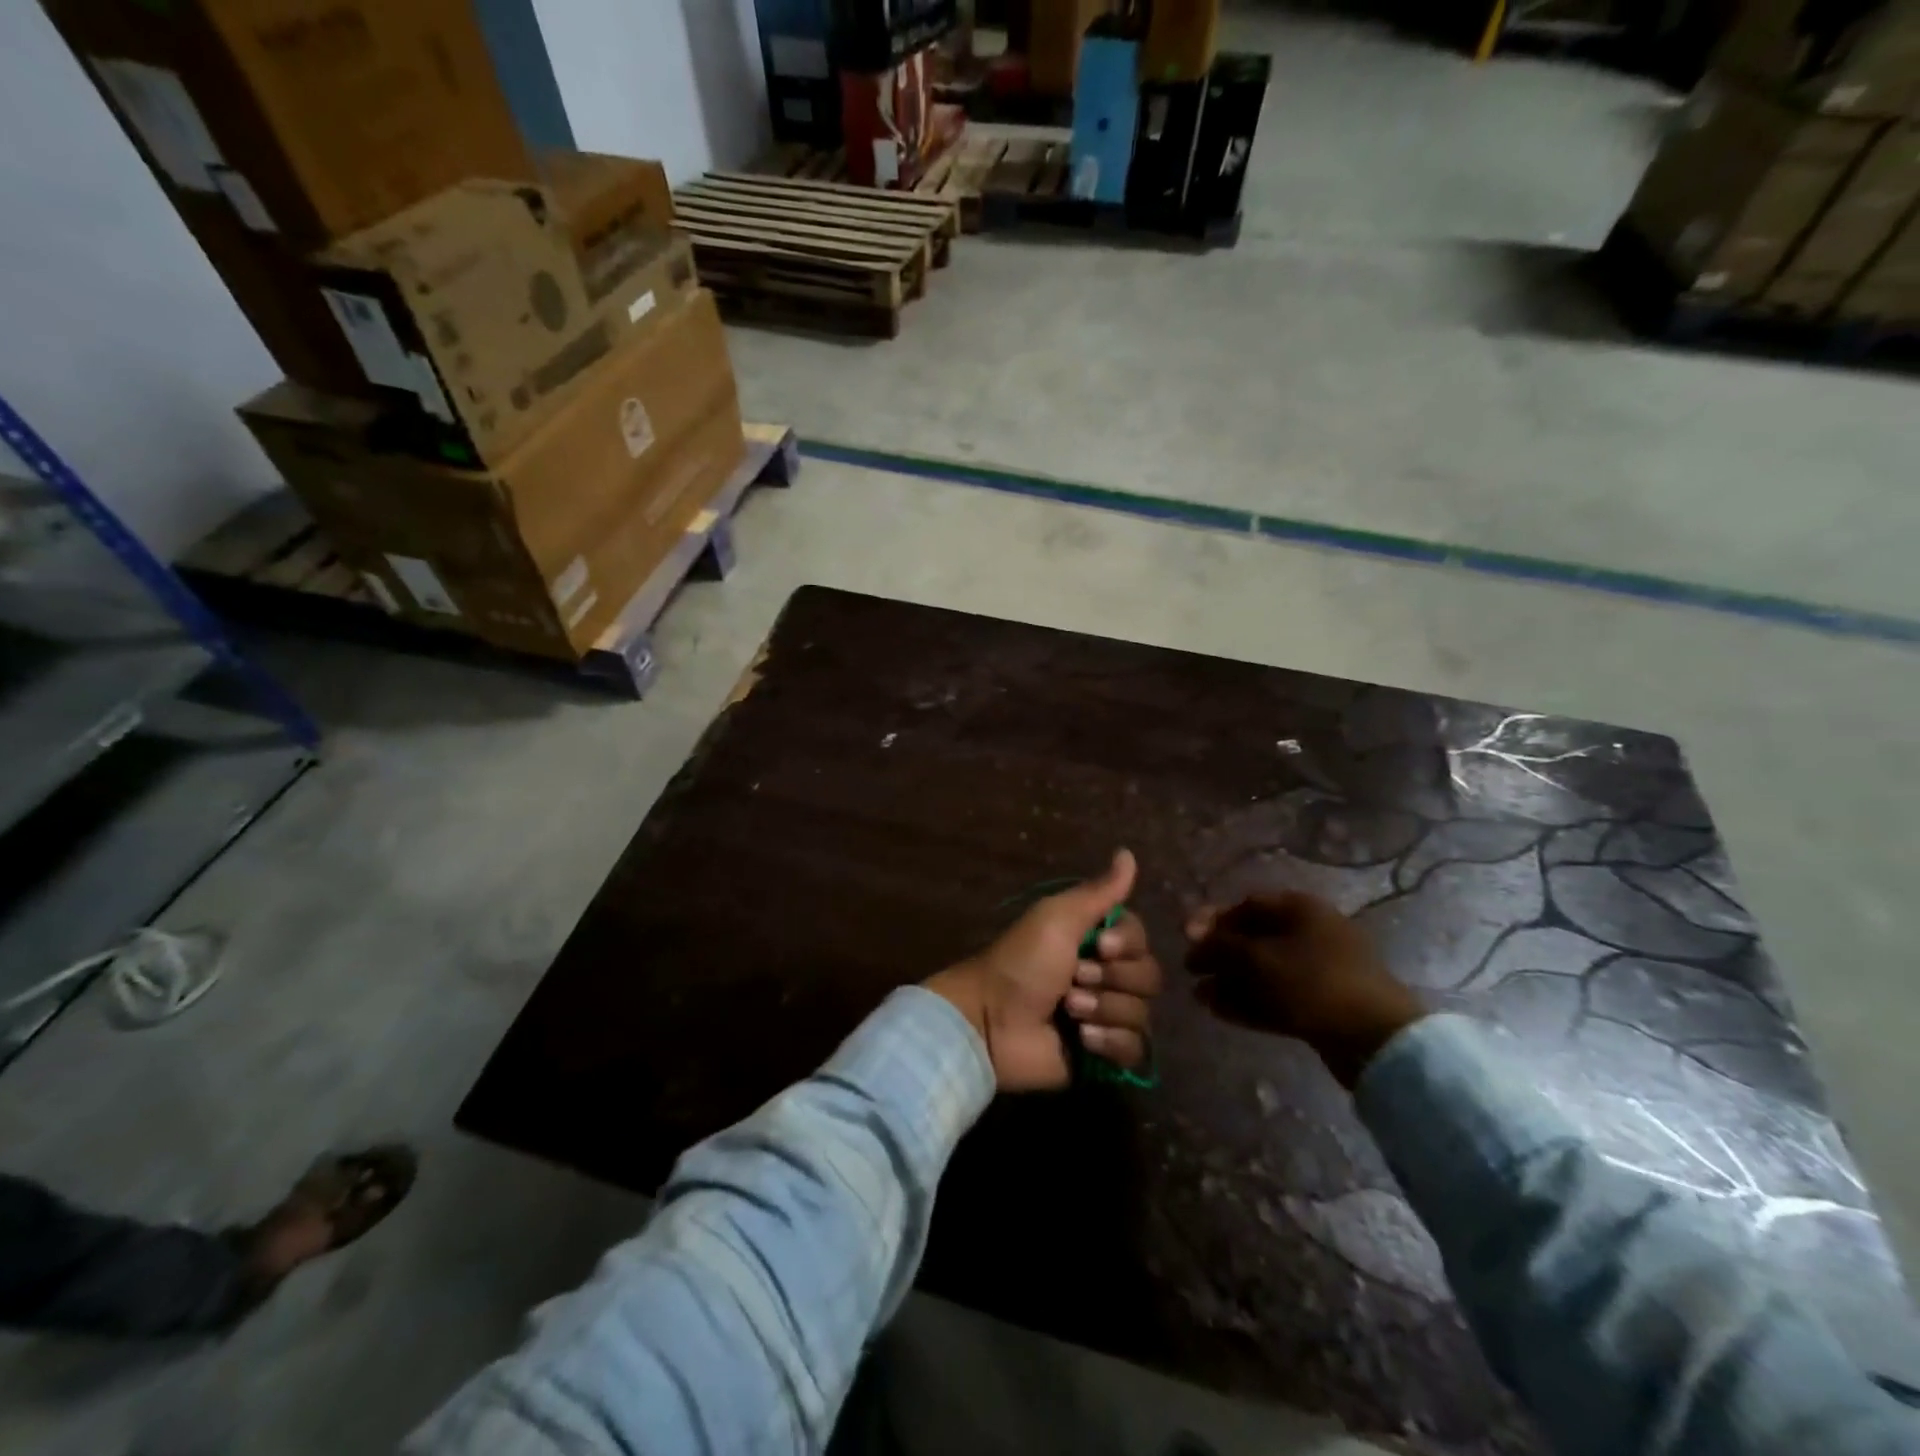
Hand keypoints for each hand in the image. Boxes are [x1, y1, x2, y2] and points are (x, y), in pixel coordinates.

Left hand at [926, 850, 1162, 1091]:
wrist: (991, 1021)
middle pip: (1149, 976)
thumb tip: (1128, 853)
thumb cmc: (1021, 962)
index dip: (1126, 945)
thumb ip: (1099, 891)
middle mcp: (1106, 975)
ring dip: (1104, 1009)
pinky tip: (1082, 1039)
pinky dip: (1110, 1042)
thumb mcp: (1058, 918)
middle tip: (1072, 980)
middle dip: (1111, 980)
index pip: (1141, 939)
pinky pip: (1135, 1049)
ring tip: (1068, 1010)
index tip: (1099, 947)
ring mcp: (1106, 1016)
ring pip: (1142, 1013)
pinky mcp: (1104, 1055)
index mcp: (1096, 940)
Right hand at [1185, 892, 1424, 1087]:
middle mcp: (1311, 932)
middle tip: (1190, 972)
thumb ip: (1219, 945)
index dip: (1213, 921)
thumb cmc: (1311, 982)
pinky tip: (1221, 1011)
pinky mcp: (1323, 1004)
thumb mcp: (1256, 958)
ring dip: (1231, 982)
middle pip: (1254, 939)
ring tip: (1200, 998)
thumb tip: (1193, 939)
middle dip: (1220, 957)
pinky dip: (1250, 1001)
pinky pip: (1278, 996)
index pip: (1246, 905)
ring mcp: (1320, 970)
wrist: (1375, 1038)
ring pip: (1265, 971)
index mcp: (1300, 909)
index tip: (1187, 940)